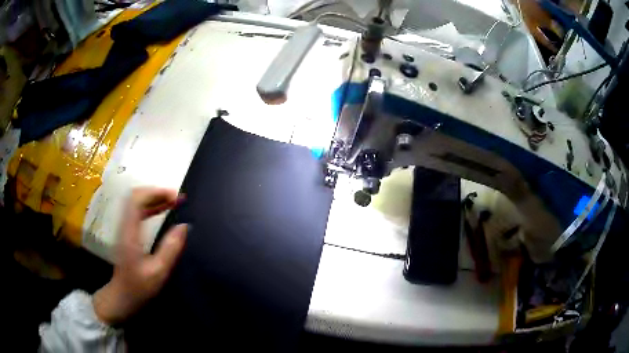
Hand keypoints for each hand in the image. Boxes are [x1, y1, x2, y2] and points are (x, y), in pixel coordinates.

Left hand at [93, 188, 187, 324]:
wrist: (121, 298)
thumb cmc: (138, 288)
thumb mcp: (158, 272)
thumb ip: (170, 248)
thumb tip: (185, 226)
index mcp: (130, 232)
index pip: (137, 199)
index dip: (156, 192)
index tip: (176, 197)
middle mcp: (125, 225)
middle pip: (136, 197)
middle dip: (158, 193)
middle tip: (178, 199)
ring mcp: (124, 228)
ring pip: (137, 203)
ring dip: (155, 199)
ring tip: (174, 202)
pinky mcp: (127, 233)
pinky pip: (138, 212)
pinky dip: (151, 207)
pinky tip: (162, 212)